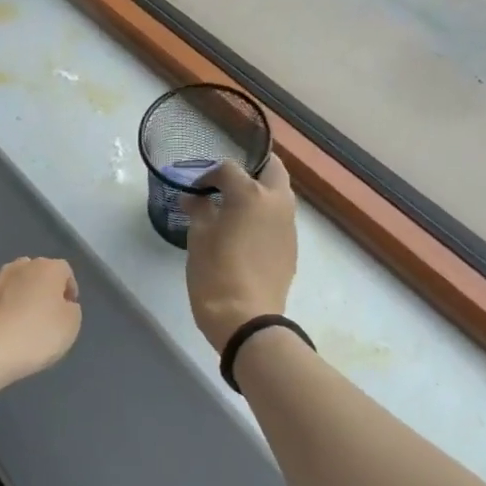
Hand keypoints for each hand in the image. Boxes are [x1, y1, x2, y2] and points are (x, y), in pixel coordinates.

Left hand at [0, 257, 82, 390]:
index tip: (69, 312)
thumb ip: (71, 309)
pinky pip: (1, 302)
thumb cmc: (37, 333)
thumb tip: (62, 304)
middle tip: (48, 317)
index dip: (69, 291)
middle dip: (44, 291)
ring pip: (17, 286)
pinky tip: (7, 332)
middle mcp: (21, 266)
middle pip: (39, 275)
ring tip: (26, 326)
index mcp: (47, 267)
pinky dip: (6, 312)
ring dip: (23, 300)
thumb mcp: (71, 324)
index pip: (65, 271)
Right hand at [184, 156, 297, 353]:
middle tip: (228, 182)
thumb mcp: (198, 238)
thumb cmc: (215, 273)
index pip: (229, 168)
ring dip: (260, 192)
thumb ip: (198, 210)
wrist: (245, 318)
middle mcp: (277, 202)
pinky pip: (280, 219)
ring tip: (234, 209)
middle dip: (252, 167)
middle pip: (272, 168)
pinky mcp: (291, 246)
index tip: (196, 191)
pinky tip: (245, 235)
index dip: (209, 176)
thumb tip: (194, 198)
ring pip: (280, 194)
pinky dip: (265, 216)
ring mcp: (289, 225)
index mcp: (250, 194)